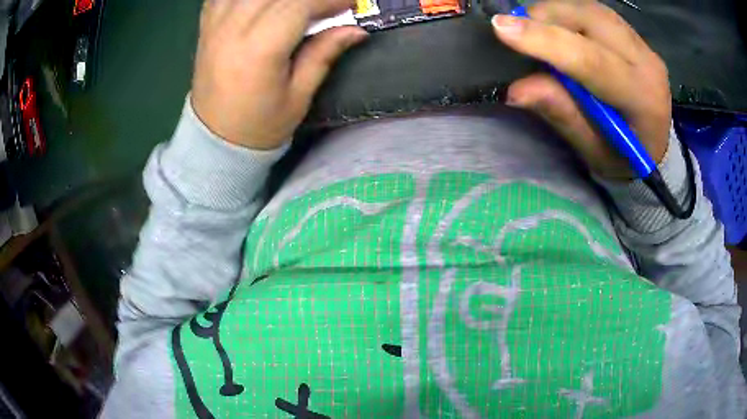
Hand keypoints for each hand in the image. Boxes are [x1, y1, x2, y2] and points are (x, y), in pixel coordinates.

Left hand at [192, 0, 367, 149]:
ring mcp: (215, 24)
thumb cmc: (260, 125)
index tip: (352, 3)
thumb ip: (323, 54)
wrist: (215, 140)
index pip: (298, 5)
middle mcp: (232, 29)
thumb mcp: (299, 96)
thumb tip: (355, 30)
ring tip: (297, 6)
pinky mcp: (206, 26)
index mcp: (258, 49)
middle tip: (328, 5)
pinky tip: (262, 4)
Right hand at [492, 1, 671, 178]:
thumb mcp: (593, 150)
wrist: (653, 148)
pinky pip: (594, 11)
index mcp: (643, 99)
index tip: (501, 29)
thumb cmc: (624, 159)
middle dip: (546, 18)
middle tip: (516, 31)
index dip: (546, 41)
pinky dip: (567, 14)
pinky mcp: (633, 35)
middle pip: (591, 19)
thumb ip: (562, 115)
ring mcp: (642, 44)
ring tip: (535, 31)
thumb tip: (517, 89)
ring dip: (554, 13)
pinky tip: (557, 29)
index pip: (592, 60)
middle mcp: (647, 62)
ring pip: (590, 9)